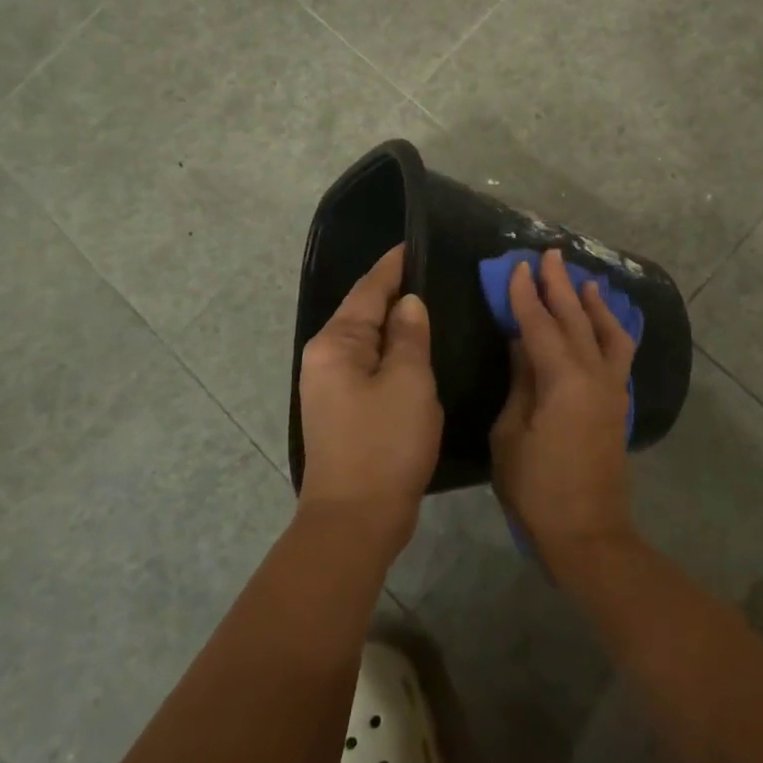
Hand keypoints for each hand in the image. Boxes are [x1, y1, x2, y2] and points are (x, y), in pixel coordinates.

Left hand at [297, 244, 440, 555]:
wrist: (356, 519)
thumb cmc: (384, 443)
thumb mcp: (408, 382)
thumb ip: (410, 335)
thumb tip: (409, 304)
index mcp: (336, 344)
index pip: (368, 290)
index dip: (393, 266)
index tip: (415, 243)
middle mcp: (326, 358)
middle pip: (365, 313)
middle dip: (396, 292)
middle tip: (435, 271)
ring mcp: (332, 386)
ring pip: (370, 341)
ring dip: (398, 325)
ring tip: (433, 303)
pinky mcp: (345, 410)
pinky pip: (373, 367)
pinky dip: (395, 354)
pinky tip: (419, 350)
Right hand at [490, 248, 639, 567]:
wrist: (587, 534)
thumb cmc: (536, 488)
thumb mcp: (511, 434)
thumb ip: (520, 382)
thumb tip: (523, 344)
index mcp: (563, 381)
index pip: (540, 326)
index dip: (526, 295)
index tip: (517, 267)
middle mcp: (594, 376)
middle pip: (576, 320)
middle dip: (562, 286)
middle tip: (551, 255)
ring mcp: (612, 390)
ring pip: (608, 333)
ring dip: (595, 305)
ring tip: (586, 281)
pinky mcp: (618, 405)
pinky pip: (619, 355)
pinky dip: (612, 332)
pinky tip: (605, 325)